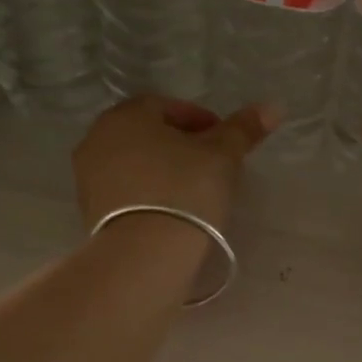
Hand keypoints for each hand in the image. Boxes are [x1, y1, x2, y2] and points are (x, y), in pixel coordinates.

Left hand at [74, 96, 276, 233]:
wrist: (144, 255)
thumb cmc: (184, 191)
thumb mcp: (222, 156)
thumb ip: (243, 129)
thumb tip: (273, 106)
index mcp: (126, 115)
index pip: (168, 106)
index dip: (201, 121)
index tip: (224, 142)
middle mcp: (98, 139)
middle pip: (148, 134)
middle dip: (180, 145)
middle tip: (211, 166)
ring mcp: (88, 177)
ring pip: (135, 164)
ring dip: (162, 170)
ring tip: (194, 191)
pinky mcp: (89, 212)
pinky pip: (125, 192)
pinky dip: (147, 194)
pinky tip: (171, 211)